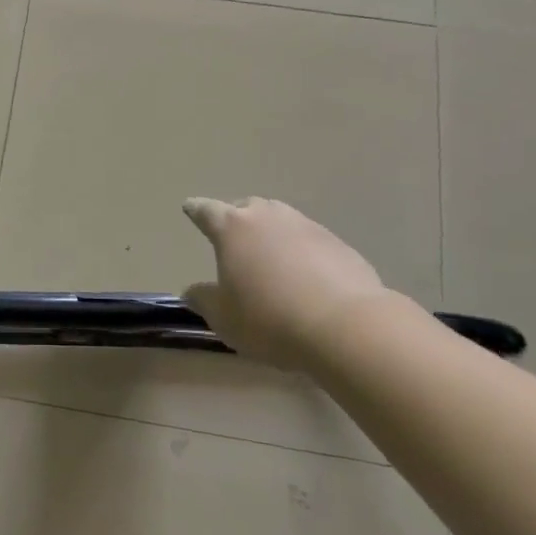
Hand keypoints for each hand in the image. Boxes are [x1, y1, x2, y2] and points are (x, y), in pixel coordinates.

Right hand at [182, 196, 393, 368]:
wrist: (345, 327)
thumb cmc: (269, 319)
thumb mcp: (224, 318)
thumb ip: (204, 300)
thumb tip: (193, 290)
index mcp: (233, 228)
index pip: (206, 211)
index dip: (196, 210)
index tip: (190, 207)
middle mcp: (268, 217)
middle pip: (247, 207)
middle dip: (237, 218)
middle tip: (233, 237)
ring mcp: (306, 226)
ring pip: (281, 221)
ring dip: (272, 233)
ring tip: (270, 257)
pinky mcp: (338, 244)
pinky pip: (310, 241)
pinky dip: (301, 252)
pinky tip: (306, 277)